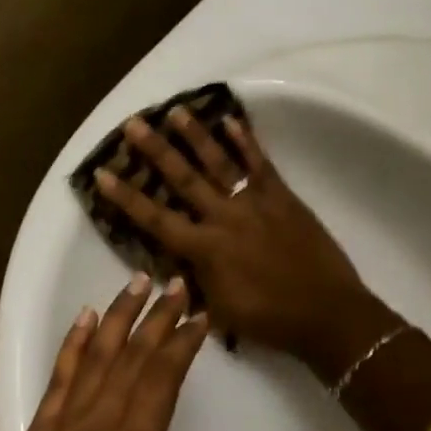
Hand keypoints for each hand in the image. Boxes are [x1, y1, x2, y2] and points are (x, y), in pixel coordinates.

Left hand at [0, 274, 240, 430]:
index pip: (161, 381)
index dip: (181, 344)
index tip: (200, 315)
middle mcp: (96, 426)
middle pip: (131, 358)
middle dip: (156, 317)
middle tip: (177, 283)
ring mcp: (62, 425)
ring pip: (96, 356)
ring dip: (118, 317)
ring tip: (136, 282)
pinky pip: (59, 376)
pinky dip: (73, 343)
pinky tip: (84, 319)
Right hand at [94, 109, 394, 378]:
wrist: (327, 314)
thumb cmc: (269, 320)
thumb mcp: (219, 311)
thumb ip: (193, 283)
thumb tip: (174, 265)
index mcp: (205, 250)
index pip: (156, 219)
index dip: (127, 197)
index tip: (103, 174)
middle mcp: (224, 218)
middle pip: (183, 179)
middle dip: (155, 150)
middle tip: (134, 124)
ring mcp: (255, 203)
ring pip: (219, 163)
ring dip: (196, 135)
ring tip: (176, 110)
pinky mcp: (283, 197)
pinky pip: (261, 164)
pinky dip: (247, 141)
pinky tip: (232, 120)